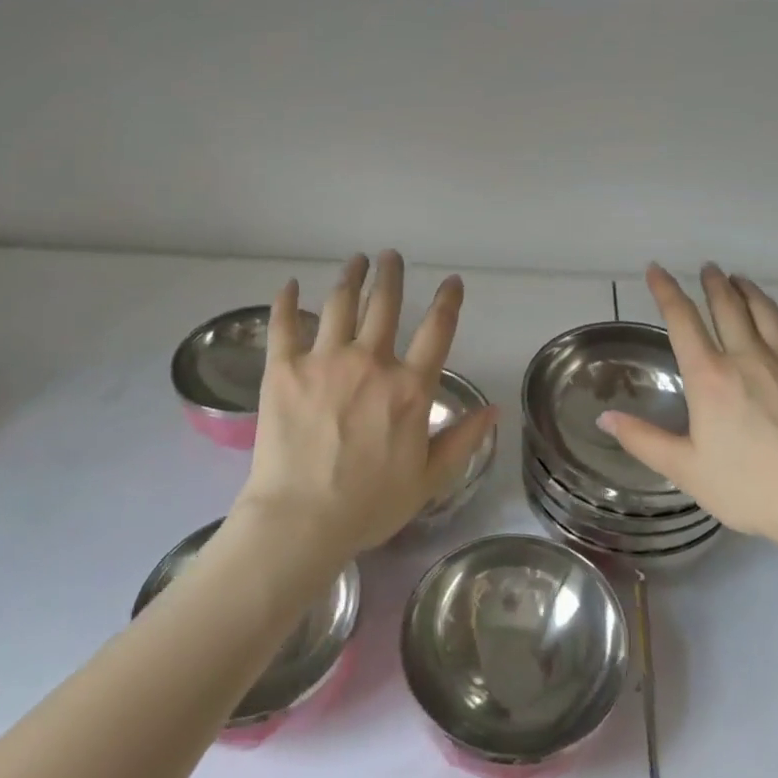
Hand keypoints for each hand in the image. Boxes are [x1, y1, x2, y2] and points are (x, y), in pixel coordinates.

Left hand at [236, 251, 498, 559]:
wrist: (300, 521)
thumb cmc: (368, 506)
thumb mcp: (429, 480)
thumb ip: (462, 440)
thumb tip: (494, 409)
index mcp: (409, 388)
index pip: (437, 331)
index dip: (448, 301)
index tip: (451, 281)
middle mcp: (371, 363)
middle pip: (385, 305)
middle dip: (390, 275)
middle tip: (390, 256)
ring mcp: (324, 361)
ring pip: (340, 304)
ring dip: (350, 277)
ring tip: (356, 260)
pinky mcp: (284, 369)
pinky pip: (284, 325)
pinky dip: (287, 301)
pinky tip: (290, 284)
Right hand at [597, 264, 777, 555]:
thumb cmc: (749, 489)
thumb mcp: (685, 470)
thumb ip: (642, 440)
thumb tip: (604, 417)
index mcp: (710, 377)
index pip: (682, 321)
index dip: (666, 291)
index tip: (656, 270)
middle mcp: (748, 359)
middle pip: (727, 307)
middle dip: (714, 283)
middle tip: (708, 268)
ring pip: (768, 314)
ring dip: (751, 292)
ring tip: (741, 280)